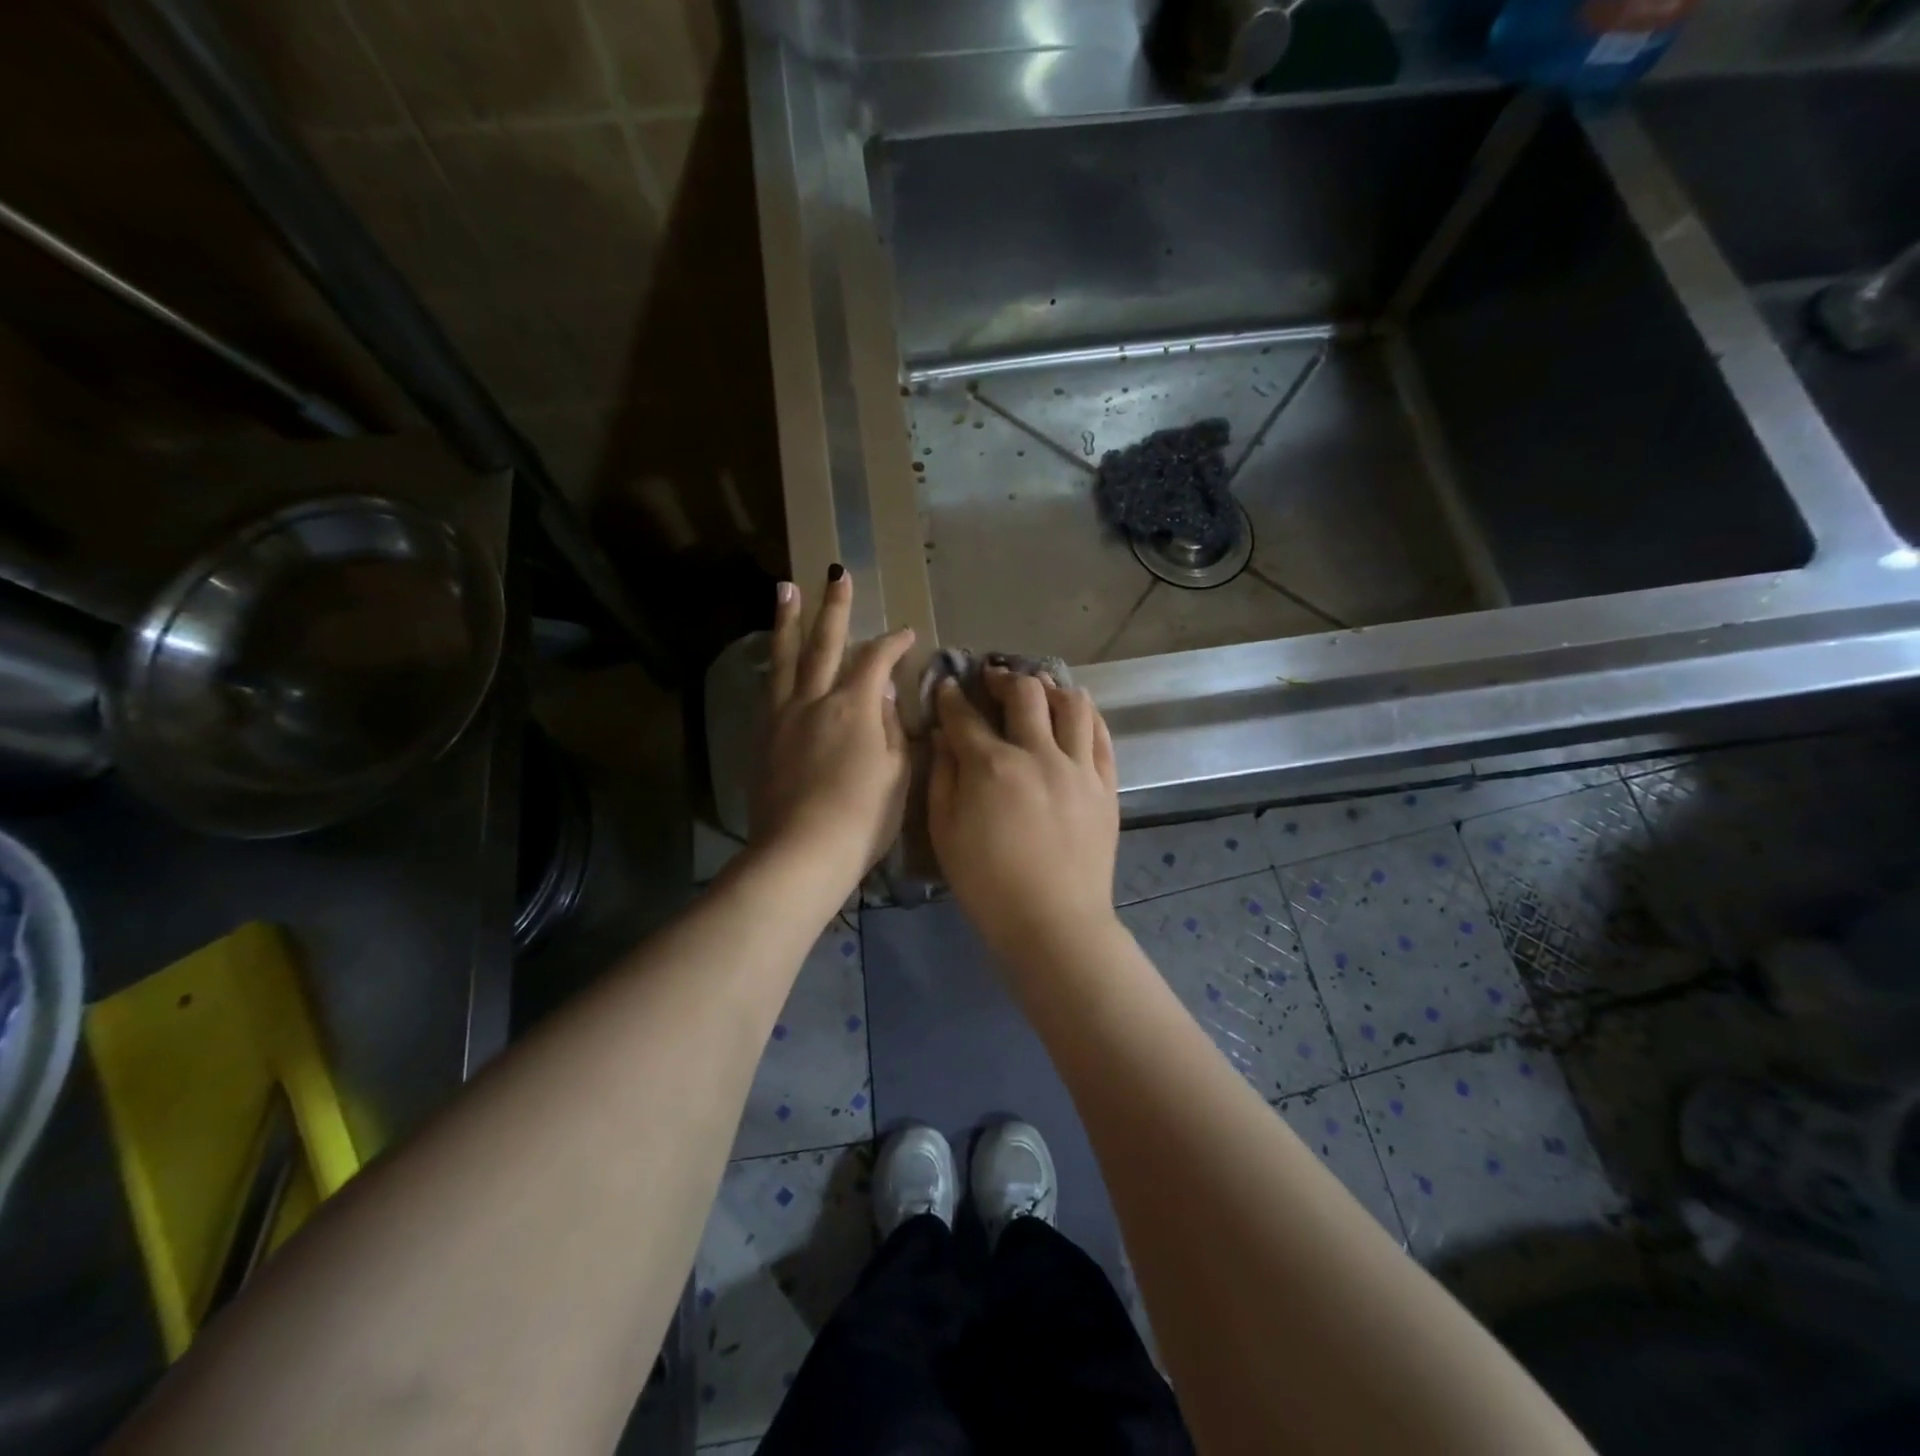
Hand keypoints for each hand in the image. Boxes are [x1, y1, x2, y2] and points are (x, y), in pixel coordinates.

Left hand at [752, 568, 914, 894]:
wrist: (801, 853)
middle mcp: (814, 701)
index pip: (876, 660)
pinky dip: (777, 667)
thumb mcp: (896, 773)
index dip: (893, 643)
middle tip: (835, 573)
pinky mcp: (765, 740)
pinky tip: (777, 662)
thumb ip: (890, 728)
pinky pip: (772, 690)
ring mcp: (783, 718)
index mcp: (853, 706)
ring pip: (786, 659)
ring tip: (785, 590)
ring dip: (788, 622)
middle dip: (834, 607)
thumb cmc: (862, 817)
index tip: (906, 633)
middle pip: (824, 644)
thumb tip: (880, 694)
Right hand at [928, 668, 1120, 964]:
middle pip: (1025, 693)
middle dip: (1004, 677)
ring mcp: (1079, 768)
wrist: (1053, 922)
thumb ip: (942, 777)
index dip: (952, 696)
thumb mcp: (945, 832)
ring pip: (1072, 704)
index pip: (966, 716)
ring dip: (1051, 687)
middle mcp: (1039, 754)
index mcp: (992, 766)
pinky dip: (1086, 716)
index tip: (947, 687)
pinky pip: (1101, 735)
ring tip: (1039, 690)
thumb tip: (944, 736)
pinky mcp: (1106, 785)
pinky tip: (1074, 714)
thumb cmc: (988, 884)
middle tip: (993, 678)